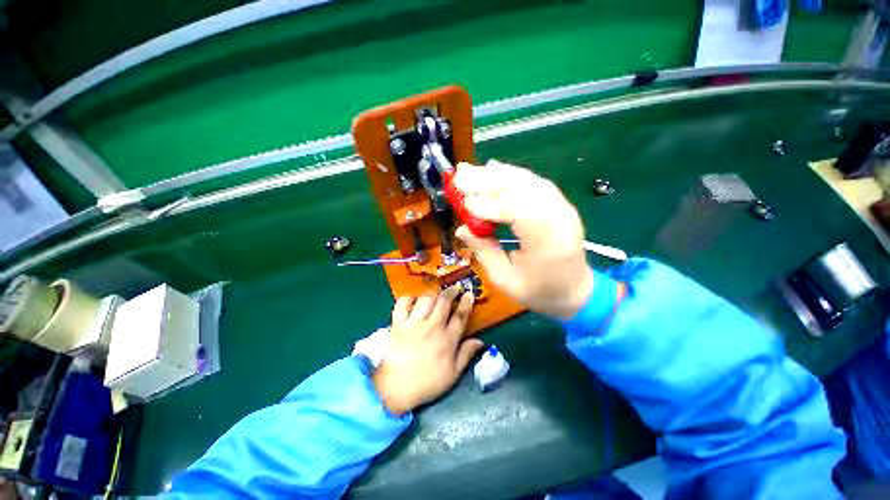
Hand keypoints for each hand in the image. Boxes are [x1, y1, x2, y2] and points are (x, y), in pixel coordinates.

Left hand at [372, 288, 483, 415]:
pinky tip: (414, 299)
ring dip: (433, 294)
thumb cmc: (425, 384)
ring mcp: (414, 324)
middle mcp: (432, 327)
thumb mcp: (452, 375)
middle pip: (444, 302)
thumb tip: (480, 341)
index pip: (460, 316)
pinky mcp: (398, 323)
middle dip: (451, 292)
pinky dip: (409, 298)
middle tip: (454, 289)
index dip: (466, 303)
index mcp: (447, 341)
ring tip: (436, 294)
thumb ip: (466, 355)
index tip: (469, 294)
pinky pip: (403, 303)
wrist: (393, 389)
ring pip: (426, 299)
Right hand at [453, 160, 593, 319]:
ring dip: (495, 175)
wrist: (575, 290)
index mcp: (549, 242)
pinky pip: (532, 182)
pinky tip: (492, 169)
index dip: (489, 205)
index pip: (518, 211)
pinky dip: (509, 174)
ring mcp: (562, 206)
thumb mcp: (506, 280)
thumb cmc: (539, 291)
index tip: (463, 204)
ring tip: (469, 171)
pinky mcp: (558, 202)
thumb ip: (484, 252)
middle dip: (488, 182)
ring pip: (526, 181)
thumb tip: (461, 229)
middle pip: (522, 189)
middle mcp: (560, 217)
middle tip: (459, 177)